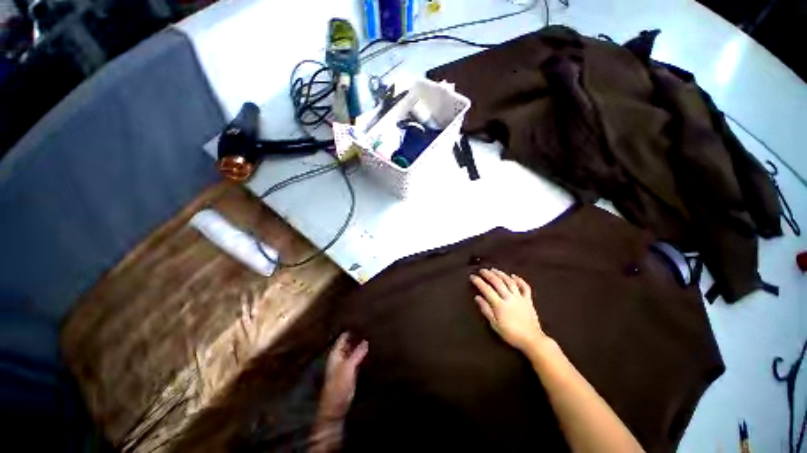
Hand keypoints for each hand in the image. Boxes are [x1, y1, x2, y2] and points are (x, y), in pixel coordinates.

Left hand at [317, 332, 368, 420]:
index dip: (353, 329)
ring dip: (363, 343)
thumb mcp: (348, 368)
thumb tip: (366, 340)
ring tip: (374, 334)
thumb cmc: (338, 387)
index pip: (345, 336)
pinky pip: (359, 357)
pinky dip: (365, 352)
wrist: (336, 408)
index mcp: (336, 353)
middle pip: (351, 341)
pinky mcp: (353, 370)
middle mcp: (341, 355)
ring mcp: (347, 363)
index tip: (363, 321)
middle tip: (372, 326)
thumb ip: (357, 353)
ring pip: (356, 349)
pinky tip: (373, 348)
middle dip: (359, 335)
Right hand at [470, 268, 545, 352]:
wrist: (532, 340)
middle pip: (497, 282)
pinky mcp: (528, 300)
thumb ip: (486, 309)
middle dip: (488, 274)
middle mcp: (509, 298)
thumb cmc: (511, 334)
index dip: (478, 282)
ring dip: (501, 274)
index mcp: (499, 304)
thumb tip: (477, 297)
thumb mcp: (494, 324)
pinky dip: (519, 280)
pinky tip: (513, 276)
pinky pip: (524, 287)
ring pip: (509, 281)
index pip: (486, 289)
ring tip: (494, 270)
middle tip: (482, 270)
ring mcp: (520, 297)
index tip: (472, 276)